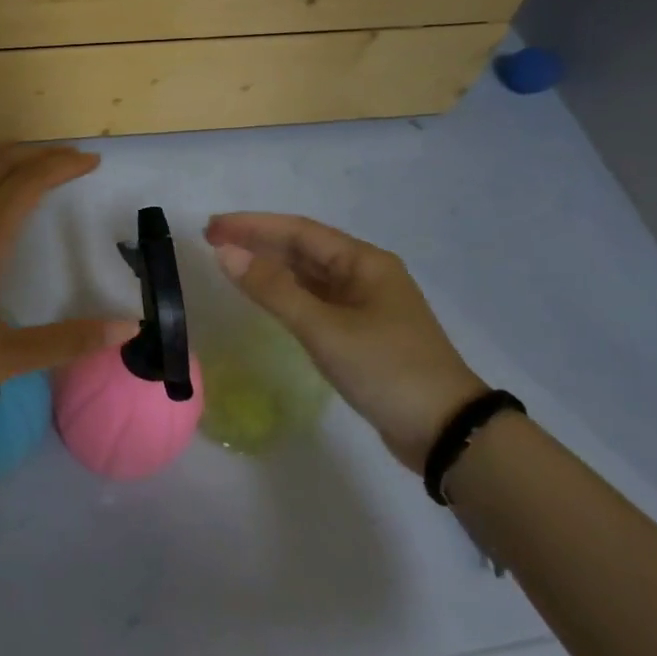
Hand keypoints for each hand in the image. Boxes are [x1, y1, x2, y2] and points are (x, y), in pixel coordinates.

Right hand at [205, 213, 484, 471]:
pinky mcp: (360, 332)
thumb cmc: (386, 369)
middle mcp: (365, 274)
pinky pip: (314, 300)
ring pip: (308, 275)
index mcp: (364, 262)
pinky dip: (285, 294)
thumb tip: (226, 253)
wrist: (444, 430)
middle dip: (258, 242)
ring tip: (229, 262)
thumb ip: (273, 290)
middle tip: (212, 240)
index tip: (212, 227)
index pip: (299, 231)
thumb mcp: (325, 328)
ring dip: (270, 266)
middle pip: (303, 248)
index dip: (253, 226)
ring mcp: (364, 304)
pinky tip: (264, 297)